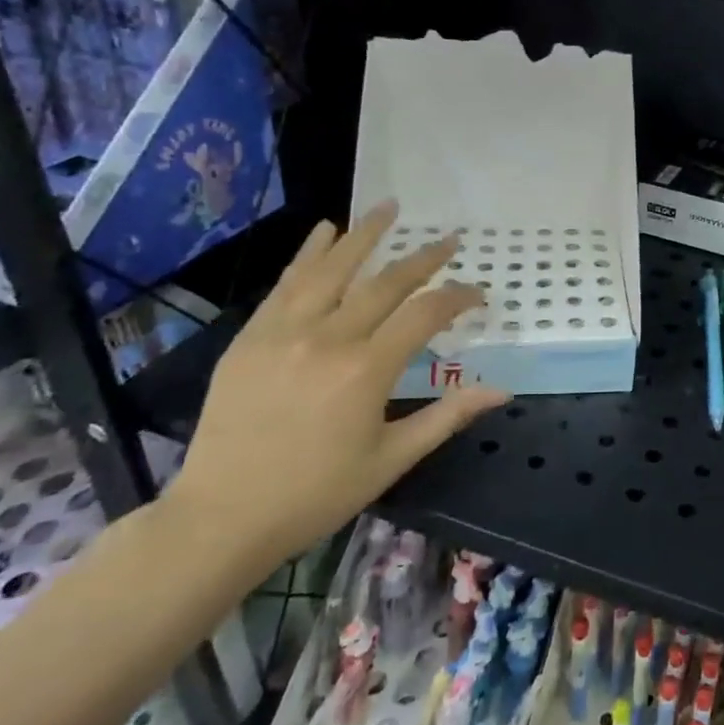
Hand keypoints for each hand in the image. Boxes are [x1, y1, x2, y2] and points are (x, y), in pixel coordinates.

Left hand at [160, 204, 508, 583]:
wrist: (222, 517)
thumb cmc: (316, 494)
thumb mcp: (391, 459)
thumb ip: (447, 416)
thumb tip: (501, 391)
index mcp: (366, 371)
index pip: (424, 314)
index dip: (457, 297)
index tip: (478, 293)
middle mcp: (328, 338)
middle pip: (385, 283)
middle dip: (423, 258)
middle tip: (449, 239)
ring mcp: (284, 332)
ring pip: (332, 269)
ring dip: (364, 234)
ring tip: (389, 207)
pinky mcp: (251, 337)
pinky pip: (286, 284)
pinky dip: (308, 253)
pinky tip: (325, 230)